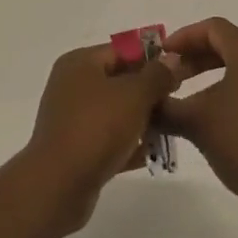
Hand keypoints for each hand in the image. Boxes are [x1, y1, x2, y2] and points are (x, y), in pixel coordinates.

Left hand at [25, 44, 182, 231]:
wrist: (58, 186)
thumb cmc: (97, 128)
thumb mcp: (135, 95)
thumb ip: (157, 75)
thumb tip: (172, 58)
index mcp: (80, 62)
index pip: (122, 50)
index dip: (152, 59)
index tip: (179, 74)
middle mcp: (72, 85)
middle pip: (119, 80)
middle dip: (149, 92)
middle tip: (175, 102)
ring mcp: (71, 118)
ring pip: (115, 111)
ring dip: (141, 120)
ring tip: (169, 129)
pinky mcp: (75, 149)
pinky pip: (108, 139)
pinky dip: (128, 143)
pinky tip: (152, 154)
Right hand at [156, 19, 237, 221]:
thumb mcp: (198, 124)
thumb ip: (167, 108)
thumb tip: (146, 104)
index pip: (214, 28)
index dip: (184, 37)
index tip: (162, 56)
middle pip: (229, 45)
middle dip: (196, 57)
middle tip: (171, 77)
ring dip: (214, 76)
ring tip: (191, 100)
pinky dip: (232, 91)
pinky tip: (219, 120)